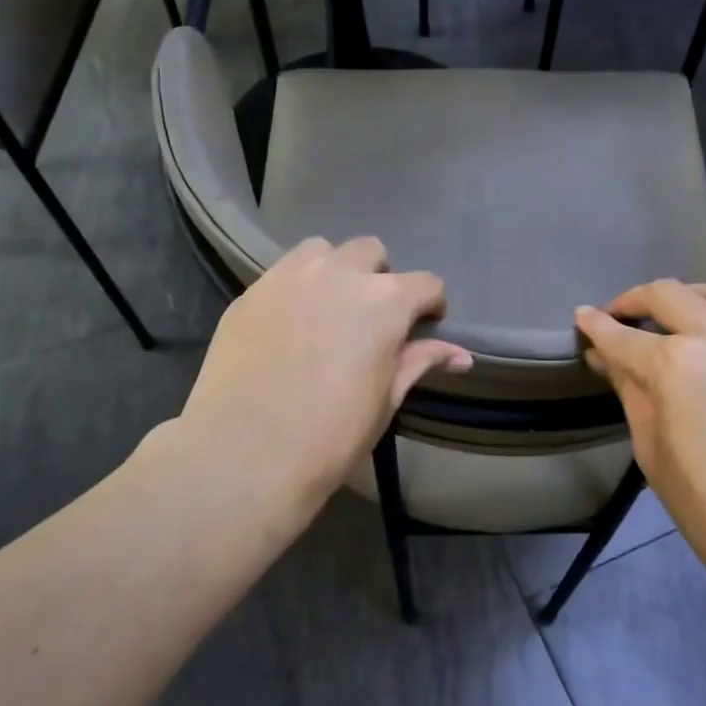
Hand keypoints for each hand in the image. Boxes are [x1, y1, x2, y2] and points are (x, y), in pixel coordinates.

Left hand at [180, 236, 471, 517]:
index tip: (424, 326)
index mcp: (384, 302)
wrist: (245, 454)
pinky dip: (297, 286)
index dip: (431, 305)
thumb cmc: (330, 436)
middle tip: (371, 318)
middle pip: (371, 252)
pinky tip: (289, 324)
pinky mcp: (250, 292)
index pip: (425, 284)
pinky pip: (283, 272)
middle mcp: (338, 274)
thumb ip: (419, 363)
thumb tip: (461, 355)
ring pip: (322, 250)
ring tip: (328, 309)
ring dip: (336, 270)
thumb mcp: (385, 401)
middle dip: (380, 277)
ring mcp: (288, 277)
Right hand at [575, 281, 705, 616]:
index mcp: (675, 365)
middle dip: (634, 299)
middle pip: (669, 295)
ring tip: (671, 317)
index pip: (622, 336)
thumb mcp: (654, 455)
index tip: (582, 318)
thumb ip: (633, 396)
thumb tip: (612, 361)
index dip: (595, 327)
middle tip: (619, 315)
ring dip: (685, 299)